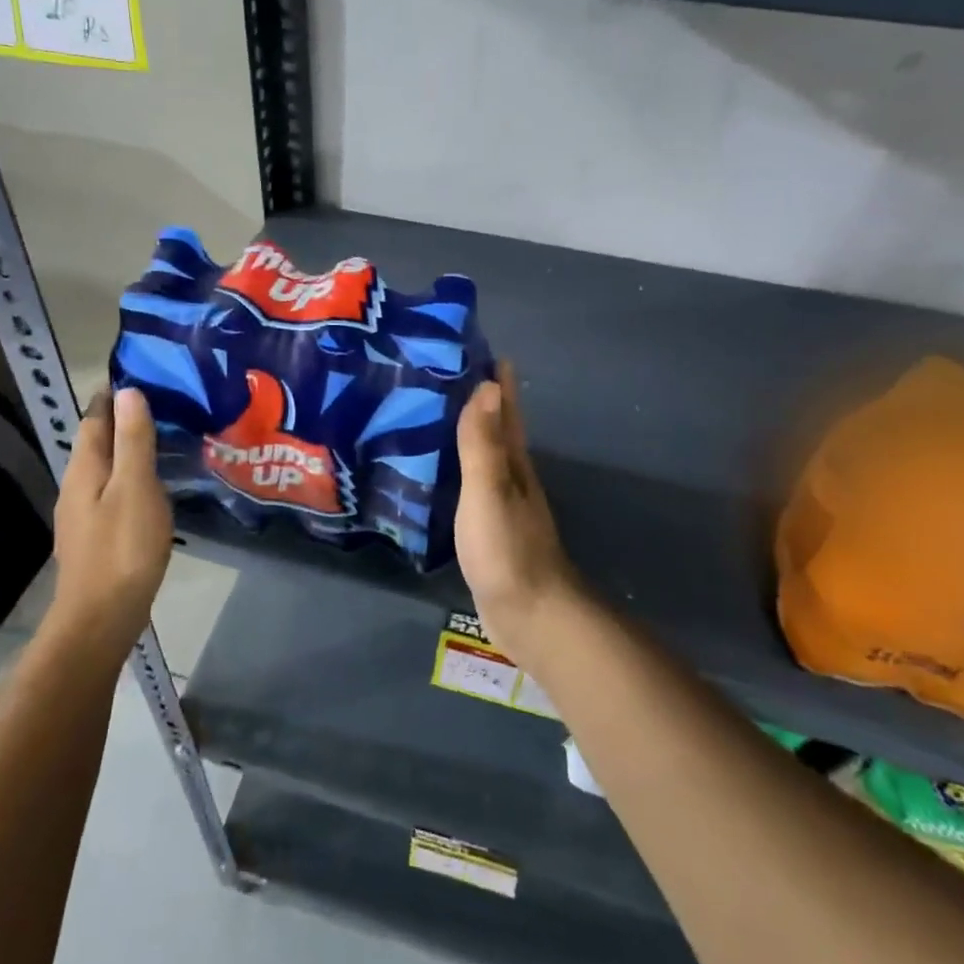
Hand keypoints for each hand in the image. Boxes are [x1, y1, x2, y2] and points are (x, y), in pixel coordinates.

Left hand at [52, 388, 172, 639]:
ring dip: (127, 449)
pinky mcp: (95, 537)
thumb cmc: (122, 549)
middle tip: (159, 401)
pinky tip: (151, 485)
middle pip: (97, 442)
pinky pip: (112, 491)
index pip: (94, 418)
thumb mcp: (135, 487)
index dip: (111, 395)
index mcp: (84, 468)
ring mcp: (82, 514)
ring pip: (104, 468)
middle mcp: (76, 486)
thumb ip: (132, 440)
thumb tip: (127, 392)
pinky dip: (130, 477)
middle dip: (121, 419)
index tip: (138, 374)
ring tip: (160, 437)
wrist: (100, 619)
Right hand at [454, 361, 582, 665]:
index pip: (505, 409)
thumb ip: (484, 442)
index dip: (496, 379)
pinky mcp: (487, 528)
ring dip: (467, 431)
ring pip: (483, 455)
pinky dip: (456, 467)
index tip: (476, 347)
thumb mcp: (489, 491)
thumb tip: (488, 384)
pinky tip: (436, 469)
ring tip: (433, 412)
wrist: (530, 616)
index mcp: (513, 462)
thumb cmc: (507, 549)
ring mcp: (501, 504)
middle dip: (479, 399)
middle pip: (497, 428)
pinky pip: (470, 484)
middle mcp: (511, 476)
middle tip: (443, 372)